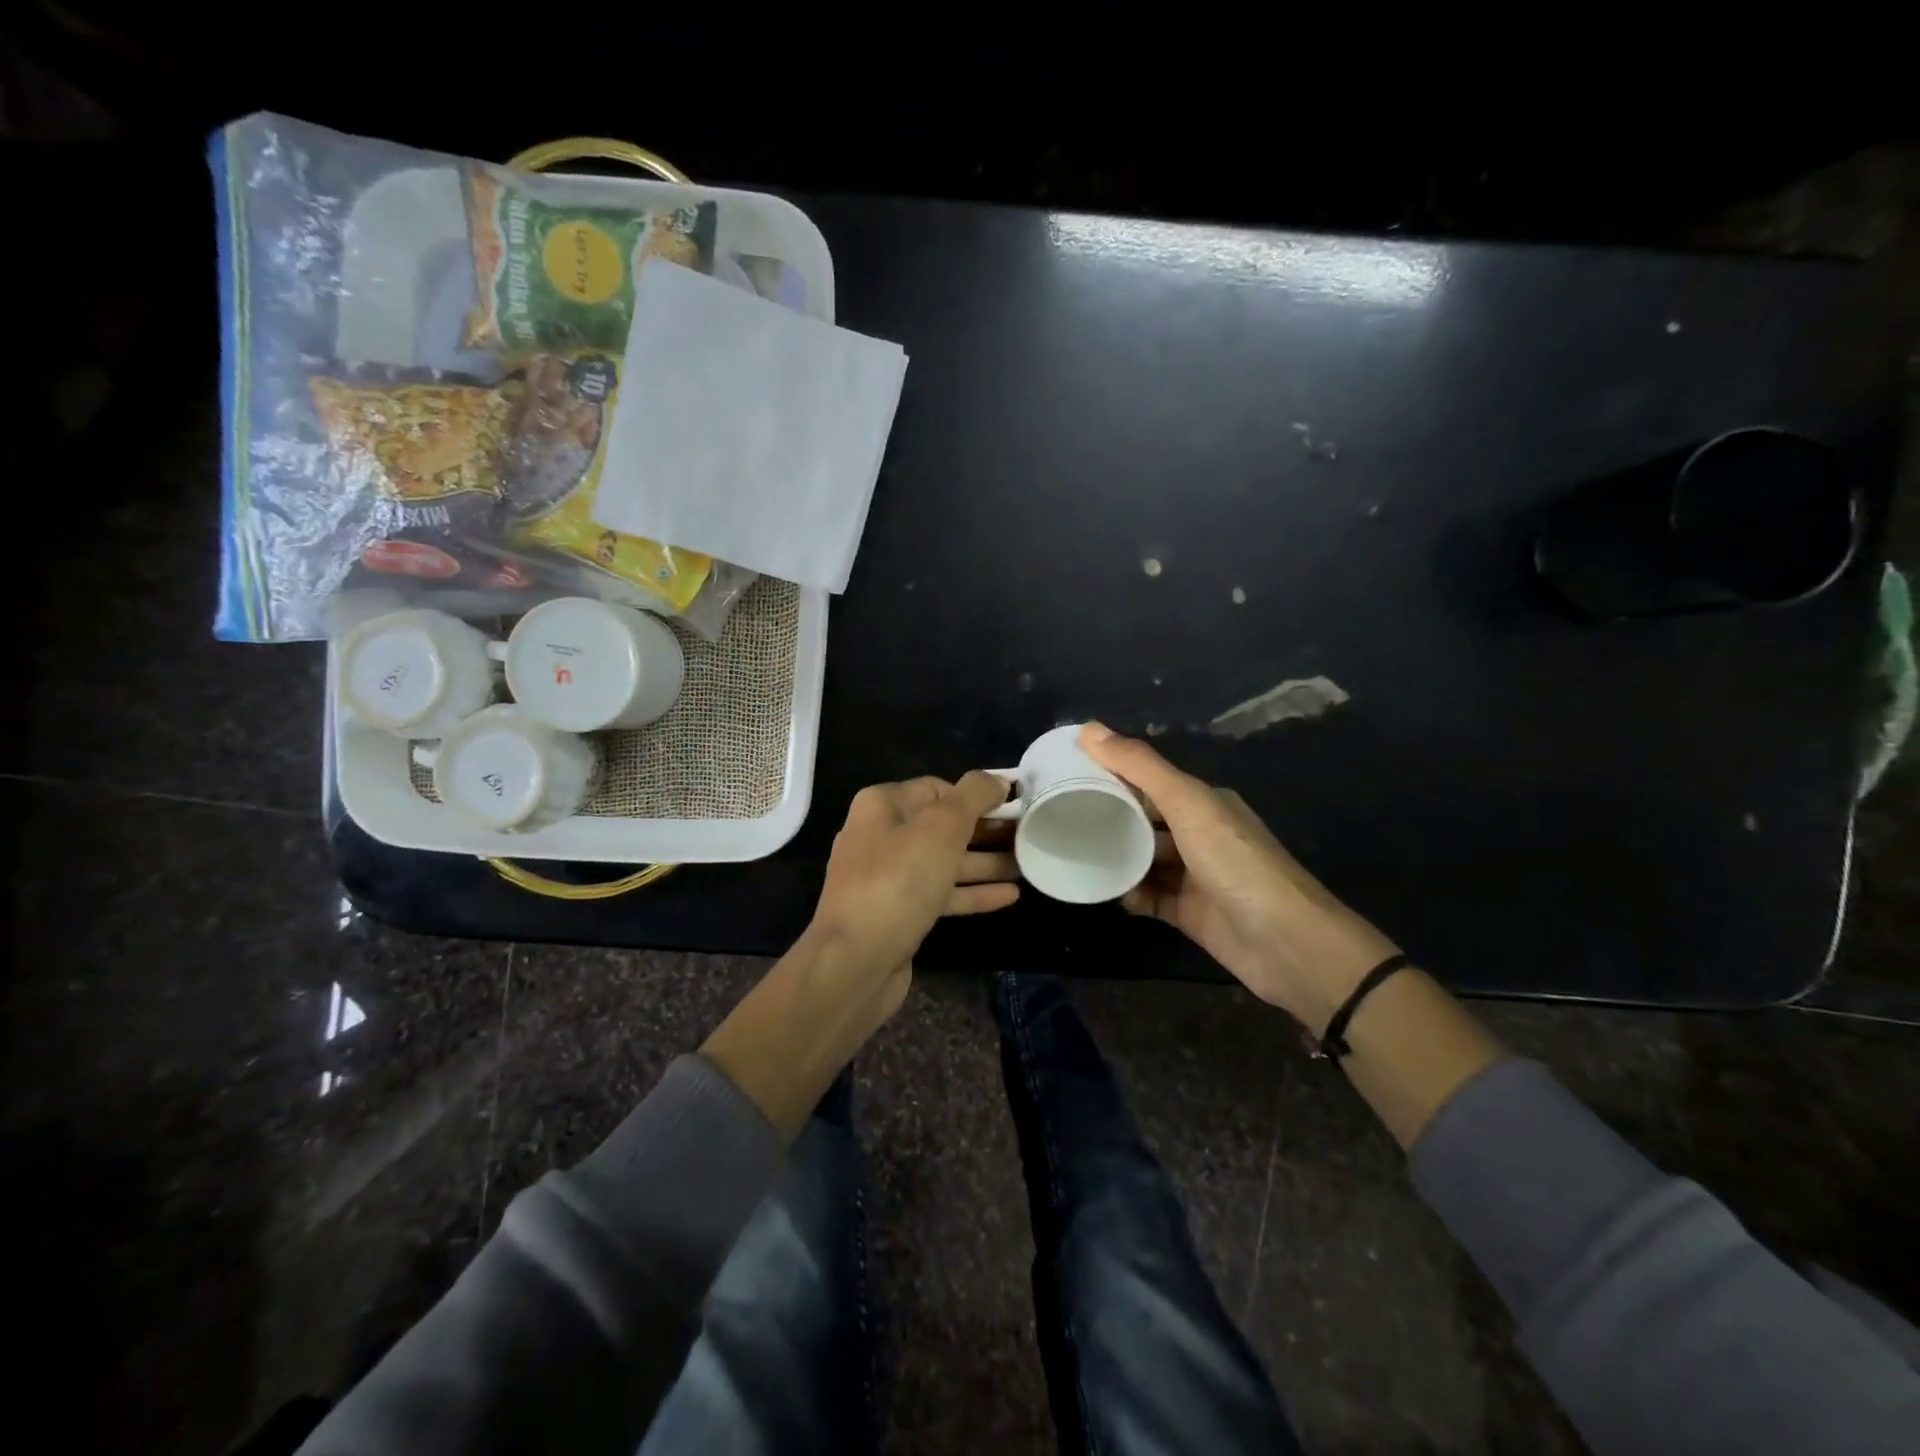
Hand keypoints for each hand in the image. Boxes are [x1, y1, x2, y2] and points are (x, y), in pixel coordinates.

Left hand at [810, 770, 1019, 984]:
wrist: (855, 961)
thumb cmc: (899, 882)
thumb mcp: (941, 827)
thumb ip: (973, 796)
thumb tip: (997, 779)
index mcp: (882, 806)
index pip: (938, 789)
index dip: (977, 796)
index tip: (1014, 806)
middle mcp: (881, 836)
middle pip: (943, 826)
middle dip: (986, 831)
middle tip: (1029, 835)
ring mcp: (888, 878)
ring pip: (945, 862)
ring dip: (985, 863)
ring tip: (1027, 864)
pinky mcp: (899, 913)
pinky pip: (942, 894)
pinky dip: (972, 892)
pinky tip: (1009, 896)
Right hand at [1080, 723, 1398, 1032]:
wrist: (1286, 943)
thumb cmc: (1236, 862)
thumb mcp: (1188, 804)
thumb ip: (1140, 767)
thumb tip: (1088, 729)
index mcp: (1204, 802)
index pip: (1149, 779)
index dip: (1111, 772)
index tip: (1065, 771)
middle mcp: (1200, 834)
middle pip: (1144, 819)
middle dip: (1107, 815)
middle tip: (1058, 813)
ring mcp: (1194, 875)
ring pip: (1143, 859)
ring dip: (1114, 856)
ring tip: (1070, 851)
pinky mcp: (1188, 913)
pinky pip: (1148, 897)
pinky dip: (1128, 894)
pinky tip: (1102, 891)